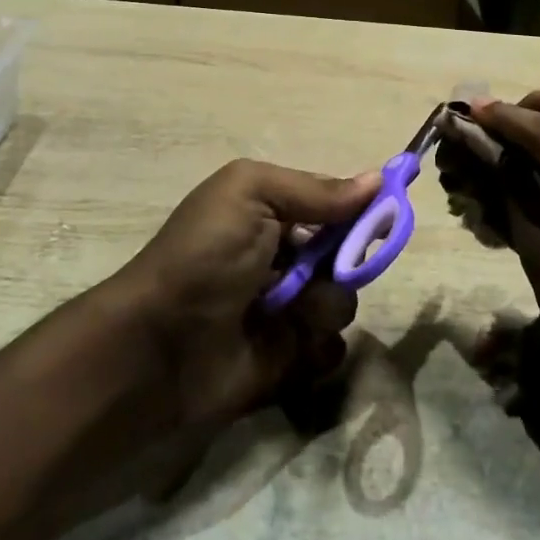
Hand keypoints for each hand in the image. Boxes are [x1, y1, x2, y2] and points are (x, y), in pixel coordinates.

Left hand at [119, 159, 376, 430]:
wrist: (156, 346)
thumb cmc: (204, 255)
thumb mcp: (252, 194)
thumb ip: (317, 190)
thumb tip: (378, 180)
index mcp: (273, 213)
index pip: (335, 206)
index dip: (361, 210)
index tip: (383, 215)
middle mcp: (285, 258)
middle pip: (347, 255)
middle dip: (347, 261)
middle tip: (326, 269)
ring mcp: (287, 310)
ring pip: (342, 302)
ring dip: (325, 304)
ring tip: (290, 311)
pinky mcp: (288, 359)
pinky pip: (330, 350)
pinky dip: (319, 347)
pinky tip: (294, 344)